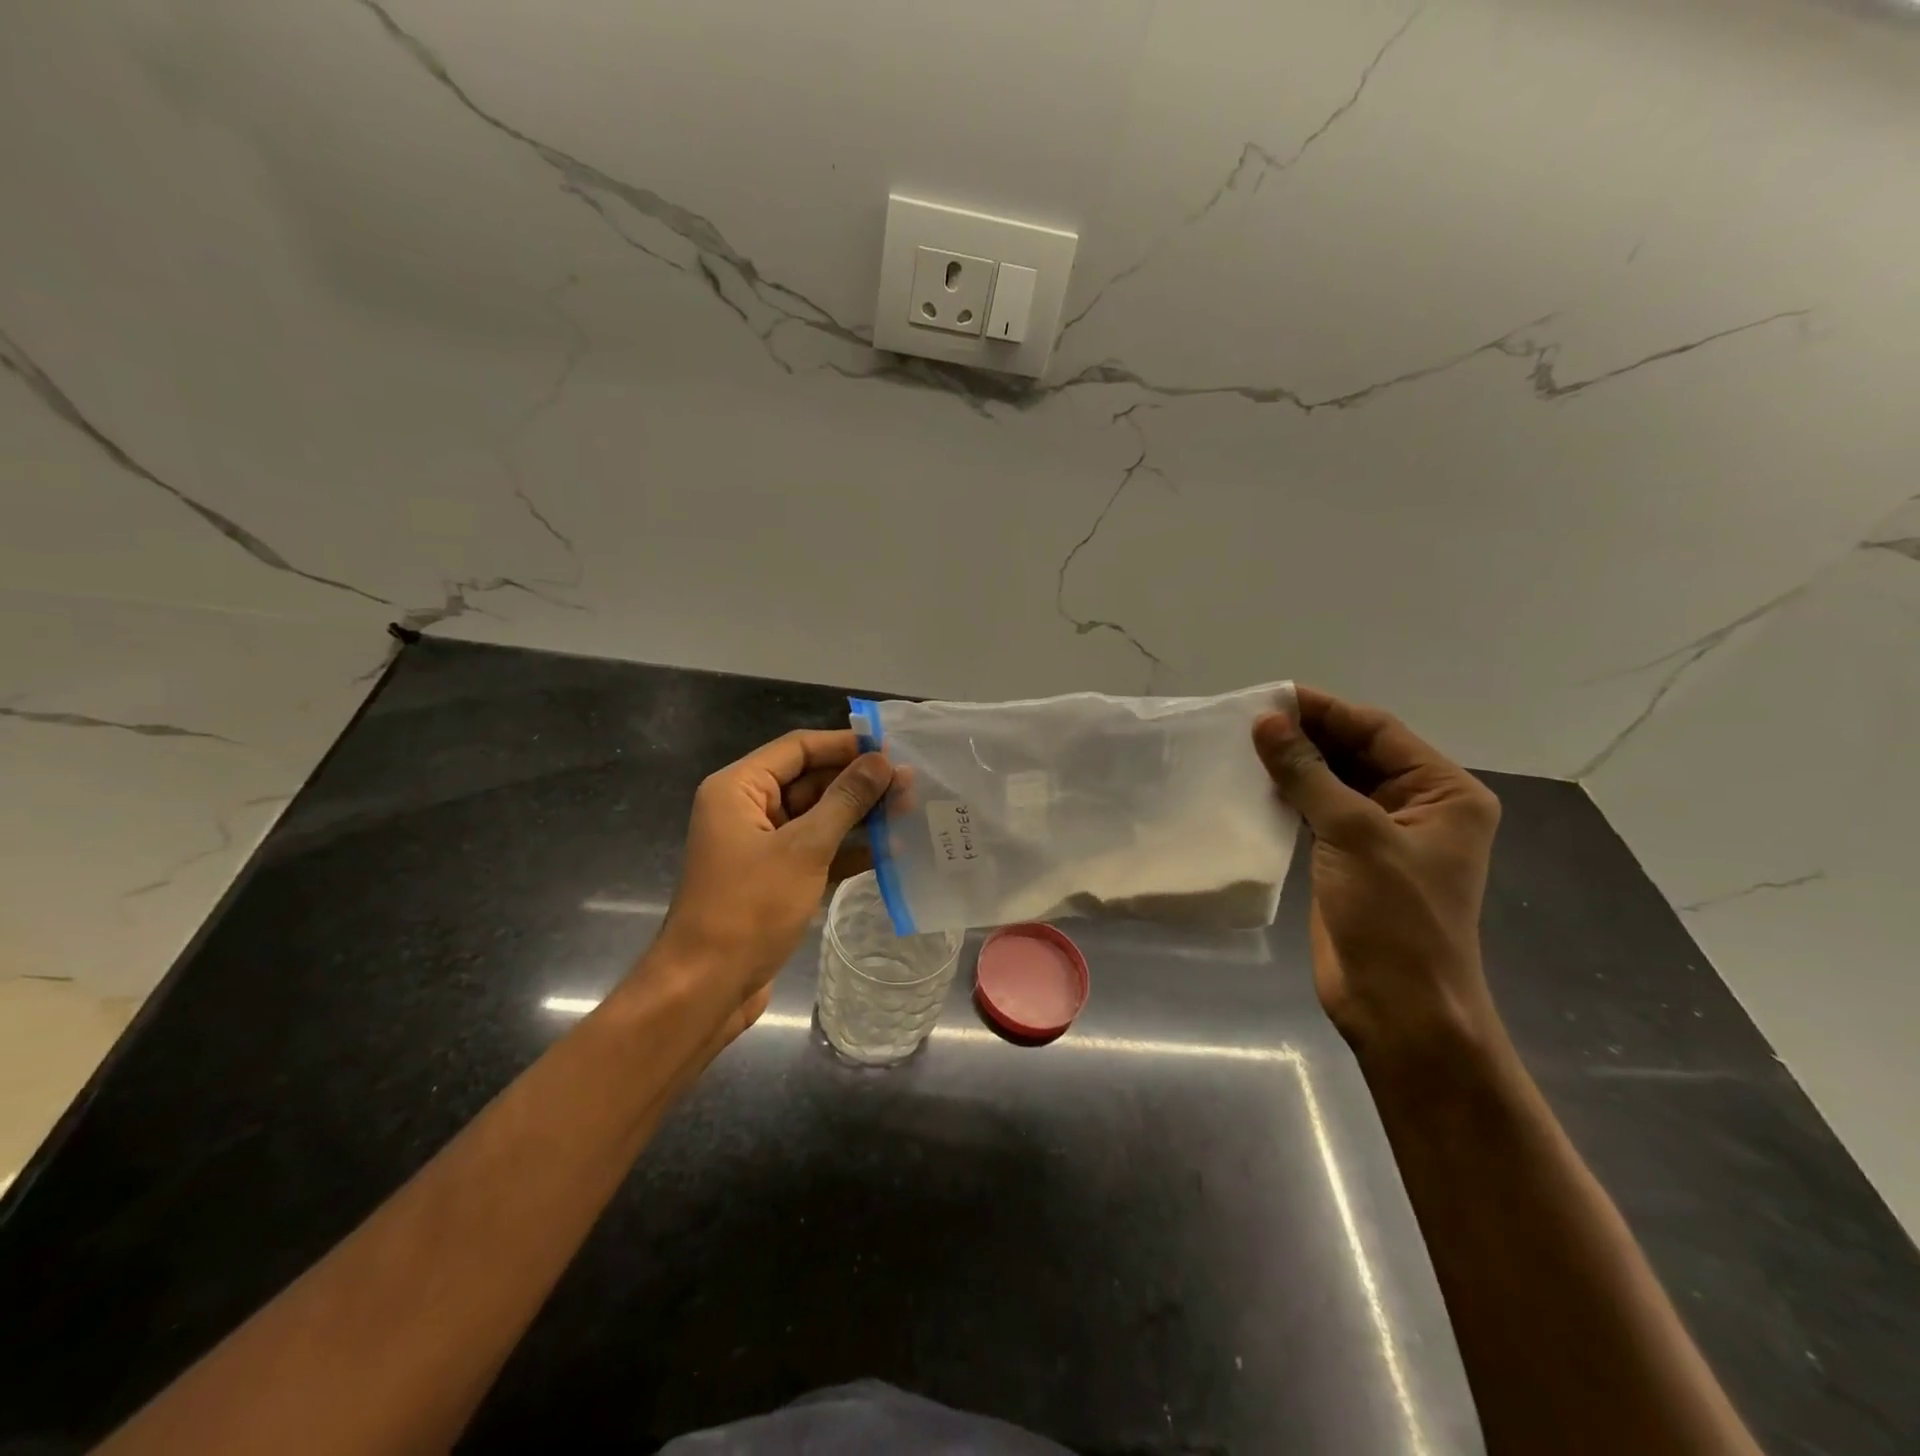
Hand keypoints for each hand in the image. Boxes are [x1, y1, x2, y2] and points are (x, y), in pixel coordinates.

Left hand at [647, 729, 892, 1040]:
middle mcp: (747, 809)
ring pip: (817, 816)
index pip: (799, 748)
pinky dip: (848, 850)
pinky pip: (816, 850)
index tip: (893, 749)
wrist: (706, 988)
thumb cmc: (749, 908)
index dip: (846, 745)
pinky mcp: (774, 878)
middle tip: (911, 786)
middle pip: (810, 780)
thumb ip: (846, 800)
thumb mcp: (804, 848)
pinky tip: (890, 852)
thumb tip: (883, 762)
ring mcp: (761, 845)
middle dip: (858, 783)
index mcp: (739, 789)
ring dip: (859, 816)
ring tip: (909, 813)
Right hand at [1253, 687, 1502, 1061]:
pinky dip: (1289, 797)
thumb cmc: (1394, 917)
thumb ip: (1308, 773)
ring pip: (1333, 782)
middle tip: (1248, 721)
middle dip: (1307, 736)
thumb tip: (1266, 722)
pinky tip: (1254, 785)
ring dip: (1294, 766)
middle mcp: (1417, 806)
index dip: (1325, 711)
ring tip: (1243, 747)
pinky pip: (1318, 813)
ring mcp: (1381, 835)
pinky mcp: (1349, 860)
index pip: (1379, 731)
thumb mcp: (1354, 834)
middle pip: (1356, 753)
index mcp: (1443, 793)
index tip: (1270, 697)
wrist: (1399, 1007)